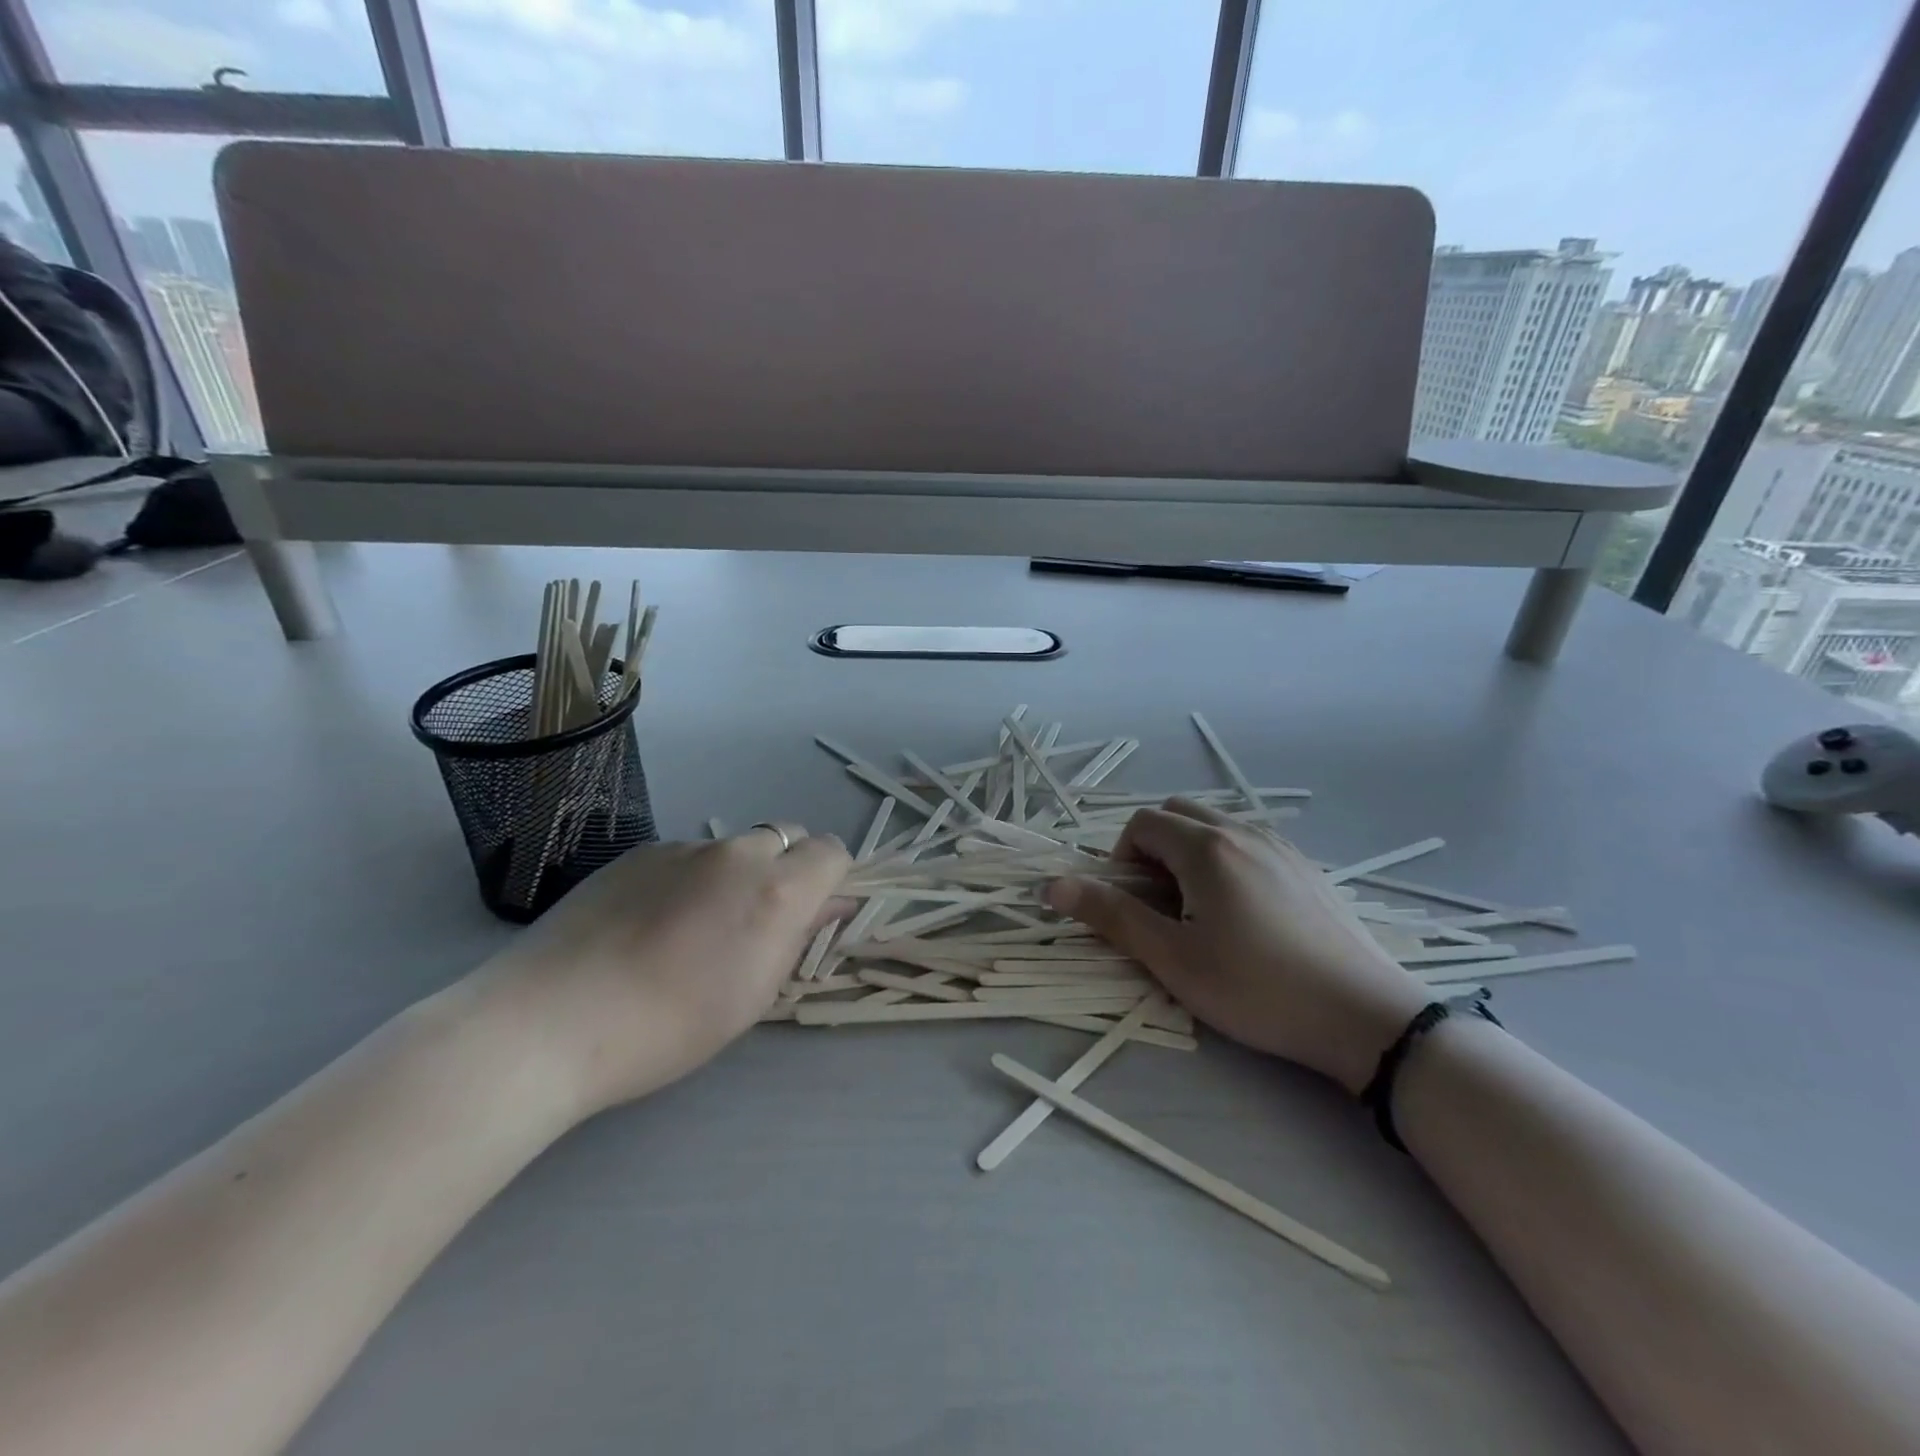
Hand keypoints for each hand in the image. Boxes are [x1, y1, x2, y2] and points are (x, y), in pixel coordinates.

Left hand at [474, 825, 849, 1120]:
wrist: (551, 1021)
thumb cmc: (670, 1026)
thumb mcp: (754, 994)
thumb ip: (797, 937)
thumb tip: (826, 905)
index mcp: (776, 890)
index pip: (831, 851)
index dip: (829, 879)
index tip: (810, 914)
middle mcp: (736, 853)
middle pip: (785, 836)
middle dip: (787, 867)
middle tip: (757, 919)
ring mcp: (683, 846)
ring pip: (732, 847)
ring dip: (733, 874)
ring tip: (691, 929)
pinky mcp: (638, 851)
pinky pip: (684, 855)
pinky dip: (687, 878)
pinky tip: (647, 924)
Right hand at [1047, 801, 1428, 1094]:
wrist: (1365, 1018)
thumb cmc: (1257, 989)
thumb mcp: (1173, 959)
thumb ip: (1111, 916)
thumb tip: (1052, 887)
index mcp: (1207, 848)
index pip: (1142, 824)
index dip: (1121, 858)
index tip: (1130, 904)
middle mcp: (1244, 832)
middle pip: (1178, 814)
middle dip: (1152, 848)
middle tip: (1159, 903)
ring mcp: (1281, 847)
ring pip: (1216, 826)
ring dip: (1189, 853)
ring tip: (1198, 910)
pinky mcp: (1307, 868)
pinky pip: (1248, 843)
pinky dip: (1225, 860)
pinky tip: (1242, 914)